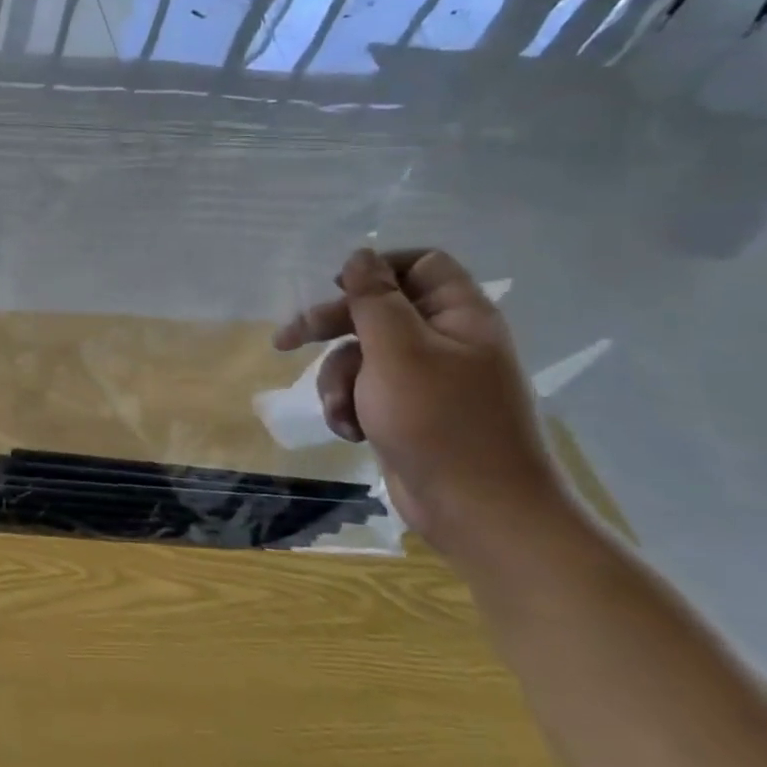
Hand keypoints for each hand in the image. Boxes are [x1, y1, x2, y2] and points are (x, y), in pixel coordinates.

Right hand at [272, 248, 557, 552]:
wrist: (479, 511)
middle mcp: (446, 341)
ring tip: (341, 411)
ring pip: (361, 355)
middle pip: (376, 311)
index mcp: (459, 316)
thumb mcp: (396, 350)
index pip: (421, 265)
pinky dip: (349, 406)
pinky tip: (350, 430)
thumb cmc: (439, 420)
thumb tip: (360, 255)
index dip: (377, 269)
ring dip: (337, 380)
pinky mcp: (409, 412)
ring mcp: (427, 380)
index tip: (336, 286)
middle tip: (287, 340)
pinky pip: (365, 391)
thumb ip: (373, 298)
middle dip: (330, 328)